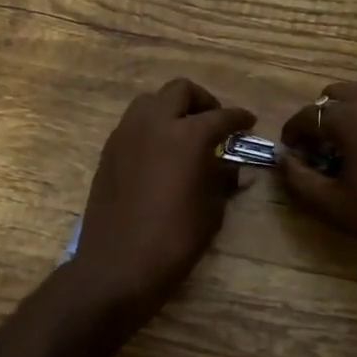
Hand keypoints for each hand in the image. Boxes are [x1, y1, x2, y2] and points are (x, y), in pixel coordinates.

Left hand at [73, 78, 254, 313]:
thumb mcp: (211, 210)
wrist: (118, 265)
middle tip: (214, 123)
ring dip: (171, 109)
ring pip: (150, 101)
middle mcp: (154, 124)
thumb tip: (230, 165)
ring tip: (183, 134)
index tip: (248, 122)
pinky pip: (132, 124)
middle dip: (202, 101)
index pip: (221, 116)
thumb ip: (222, 178)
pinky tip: (159, 153)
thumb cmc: (174, 240)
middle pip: (180, 91)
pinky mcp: (108, 151)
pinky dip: (150, 127)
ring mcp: (126, 135)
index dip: (239, 118)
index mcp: (187, 135)